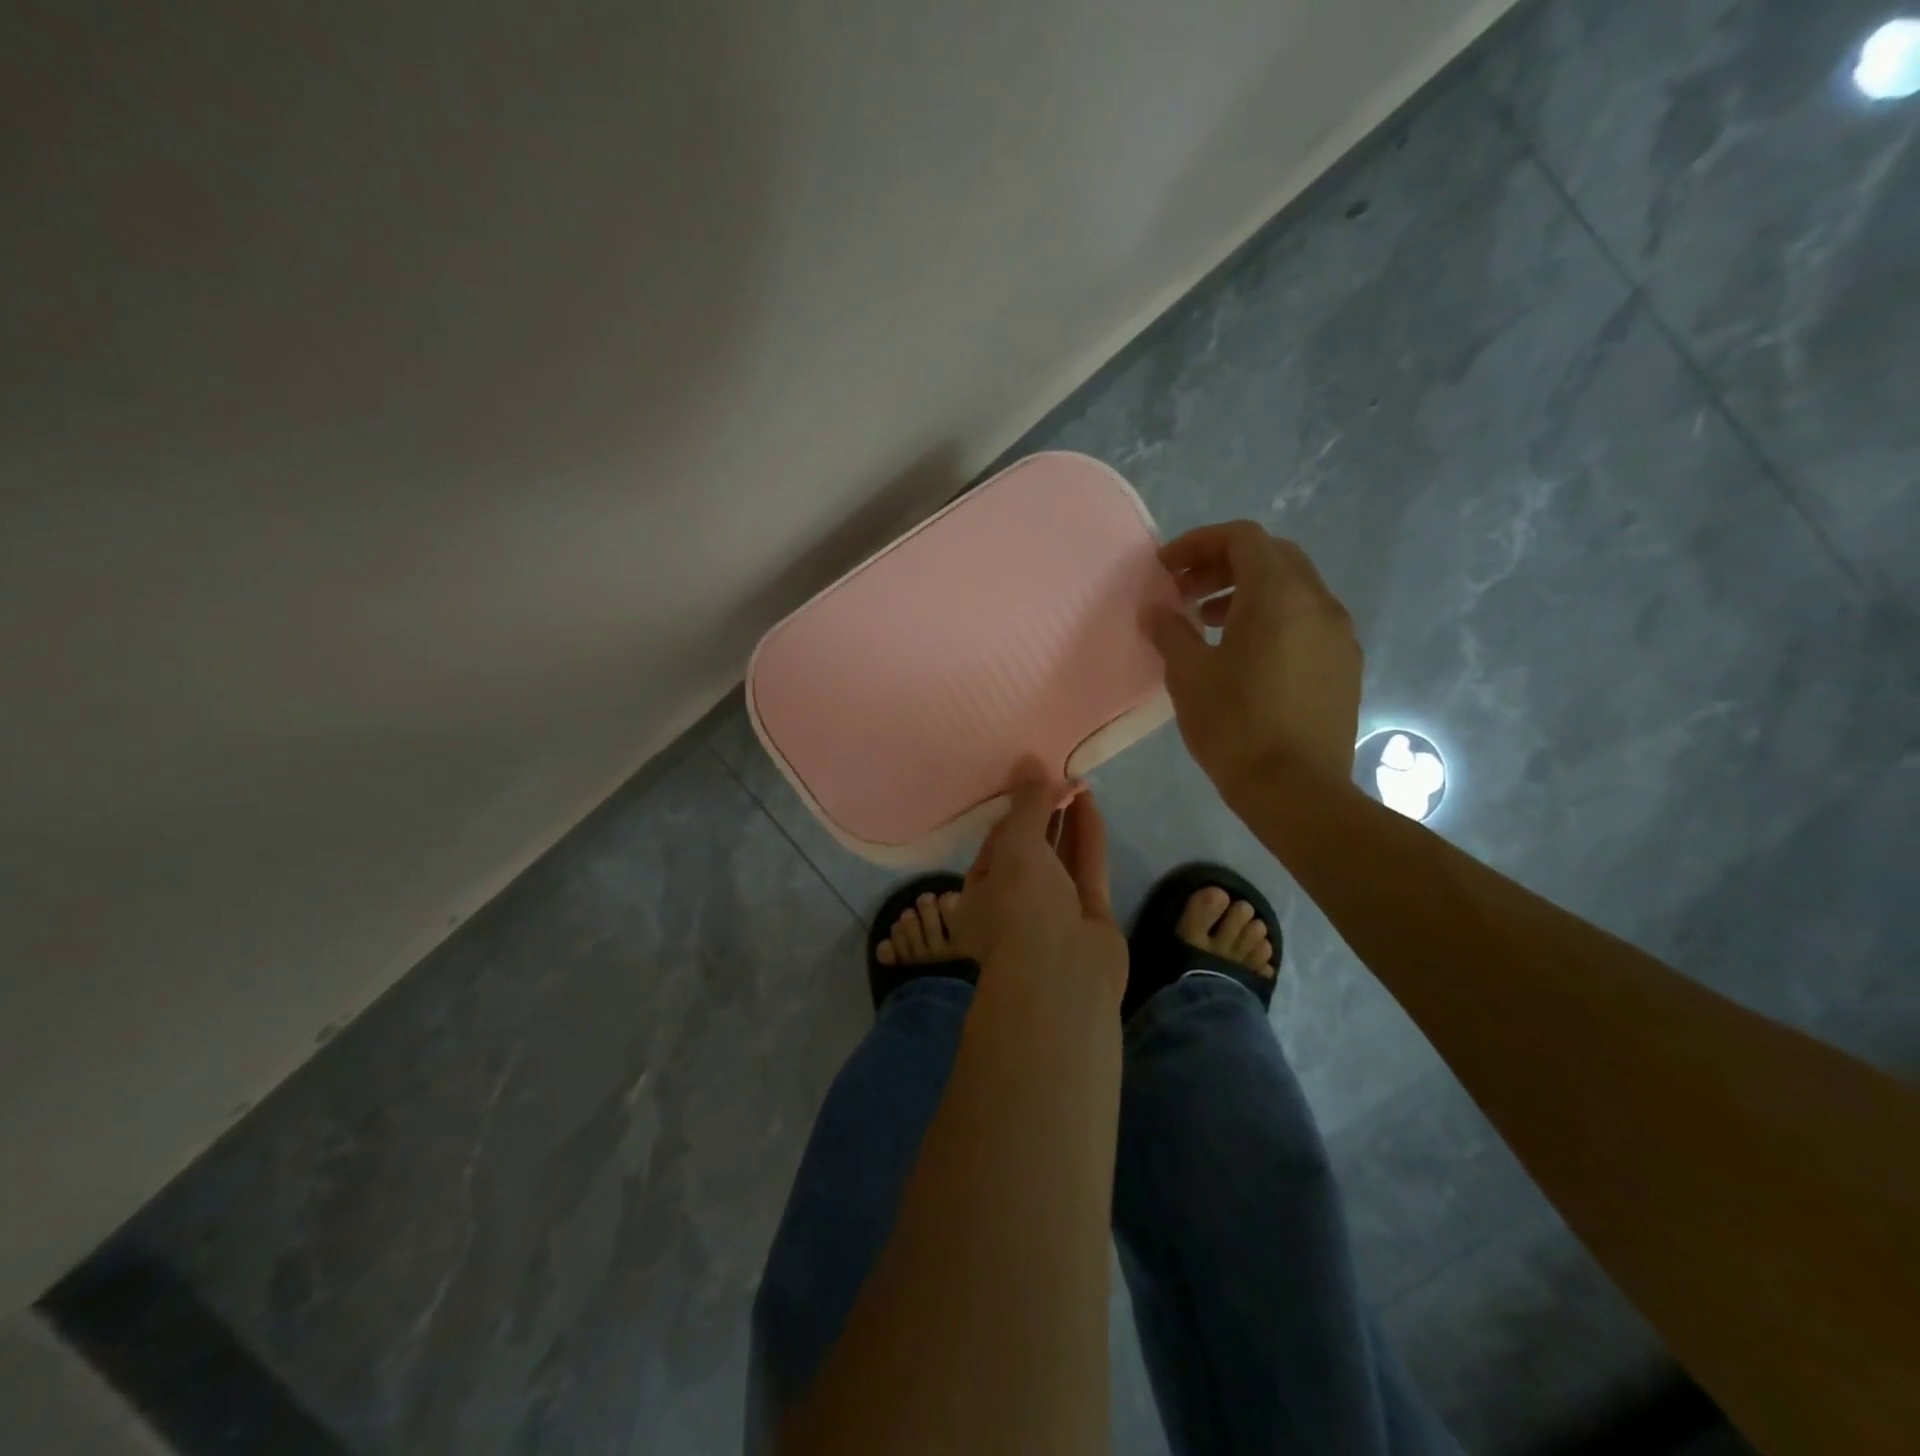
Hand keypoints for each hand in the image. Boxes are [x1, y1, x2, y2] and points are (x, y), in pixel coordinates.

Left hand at [958, 773, 1126, 1005]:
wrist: (1063, 975)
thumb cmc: (1022, 908)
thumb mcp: (1017, 847)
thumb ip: (1027, 805)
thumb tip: (1028, 761)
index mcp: (981, 893)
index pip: (997, 843)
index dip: (1015, 811)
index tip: (1032, 781)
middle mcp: (1015, 901)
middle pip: (1030, 849)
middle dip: (1043, 814)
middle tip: (1059, 777)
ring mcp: (1055, 910)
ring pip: (1060, 856)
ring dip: (1067, 820)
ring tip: (1077, 781)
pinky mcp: (1089, 914)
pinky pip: (1086, 867)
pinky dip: (1087, 835)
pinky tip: (1090, 802)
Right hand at [1147, 521, 1362, 798]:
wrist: (1297, 791)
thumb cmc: (1236, 726)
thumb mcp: (1189, 675)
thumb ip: (1170, 631)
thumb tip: (1155, 609)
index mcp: (1279, 595)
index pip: (1242, 538)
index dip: (1198, 543)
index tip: (1165, 568)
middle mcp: (1318, 603)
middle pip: (1271, 557)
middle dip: (1222, 566)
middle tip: (1185, 594)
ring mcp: (1339, 634)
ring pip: (1292, 590)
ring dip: (1247, 593)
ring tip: (1208, 625)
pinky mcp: (1345, 665)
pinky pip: (1307, 621)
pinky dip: (1273, 620)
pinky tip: (1245, 657)